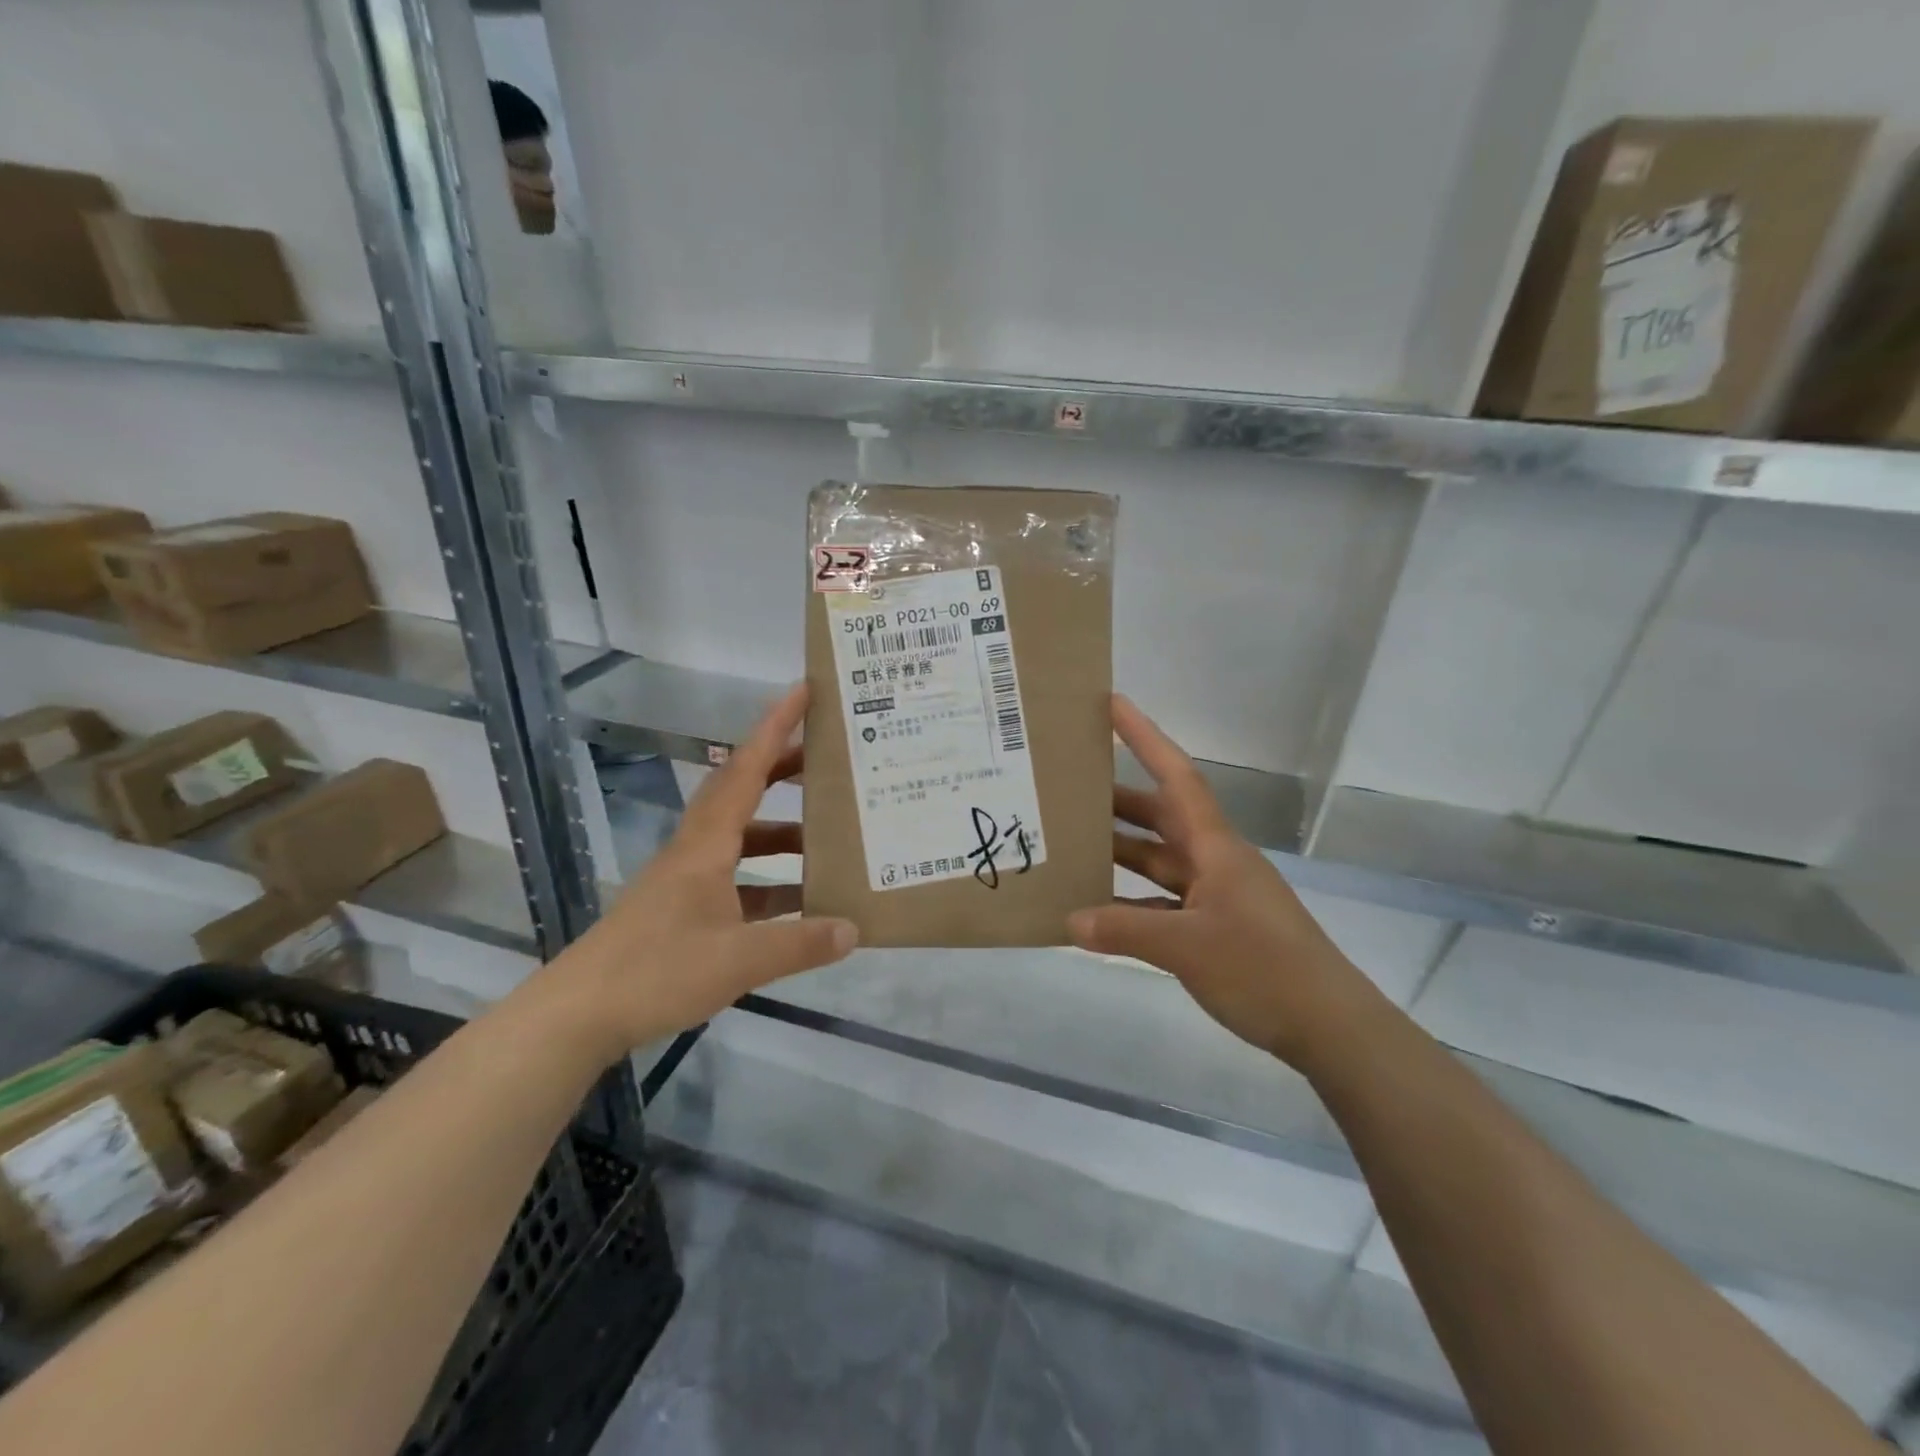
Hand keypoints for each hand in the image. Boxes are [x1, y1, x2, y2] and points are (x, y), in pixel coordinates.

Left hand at [546, 684, 857, 1058]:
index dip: (774, 728)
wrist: (578, 1015)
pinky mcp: (683, 910)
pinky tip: (800, 903)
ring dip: (781, 831)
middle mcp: (696, 850)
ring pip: (741, 838)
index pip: (745, 770)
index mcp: (707, 845)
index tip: (802, 692)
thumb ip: (799, 943)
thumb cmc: (656, 971)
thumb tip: (854, 929)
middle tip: (828, 759)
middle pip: (742, 792)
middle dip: (783, 769)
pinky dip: (769, 881)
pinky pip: (737, 880)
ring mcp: (687, 881)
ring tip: (827, 836)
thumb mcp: (737, 959)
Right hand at [1068, 696, 1383, 1070]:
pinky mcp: (1218, 928)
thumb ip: (1125, 930)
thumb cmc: (1263, 969)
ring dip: (1123, 851)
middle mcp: (1216, 861)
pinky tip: (1102, 910)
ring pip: (1162, 861)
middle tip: (1071, 789)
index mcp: (1216, 847)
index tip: (1113, 704)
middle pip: (1163, 816)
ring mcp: (1218, 895)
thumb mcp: (1187, 947)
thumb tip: (1070, 919)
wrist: (1330, 1027)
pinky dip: (1134, 901)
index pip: (1177, 777)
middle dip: (1120, 800)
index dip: (1145, 737)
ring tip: (1075, 844)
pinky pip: (1166, 902)